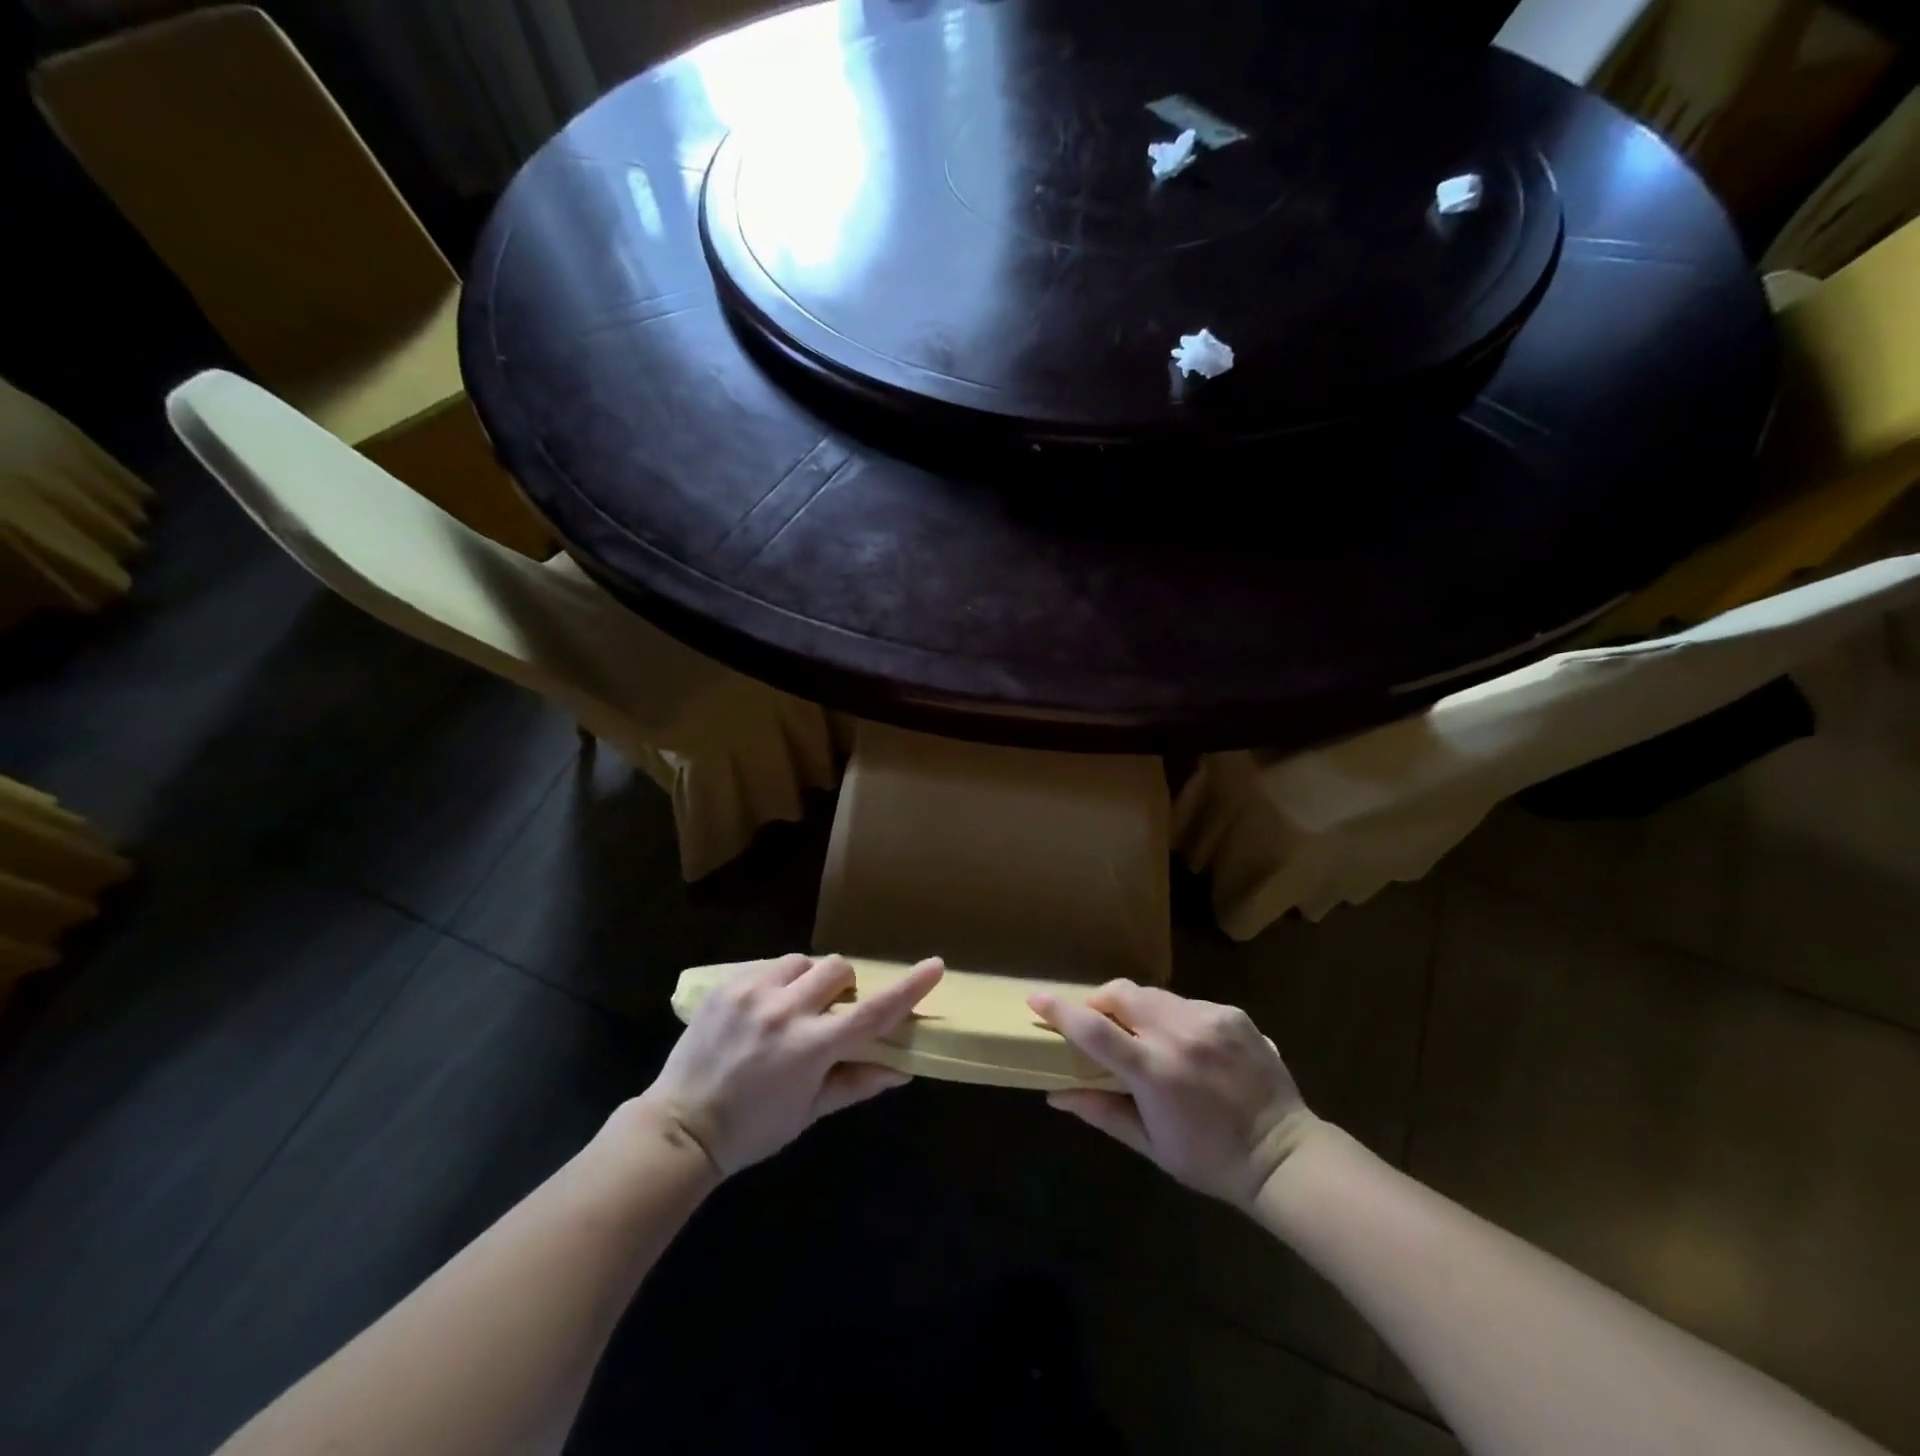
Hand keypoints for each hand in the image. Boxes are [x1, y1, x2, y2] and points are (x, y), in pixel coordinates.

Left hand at [640, 953, 942, 1175]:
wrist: (680, 1127)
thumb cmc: (753, 1129)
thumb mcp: (809, 1112)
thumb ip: (857, 1082)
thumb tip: (903, 1070)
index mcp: (811, 1048)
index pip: (872, 1012)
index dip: (908, 988)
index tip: (935, 965)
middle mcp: (784, 1011)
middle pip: (837, 968)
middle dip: (843, 986)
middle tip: (829, 1013)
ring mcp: (752, 993)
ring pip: (802, 961)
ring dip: (807, 980)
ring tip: (790, 1009)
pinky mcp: (726, 985)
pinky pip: (768, 966)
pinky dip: (776, 981)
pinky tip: (762, 1009)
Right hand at [1029, 980, 1318, 1209]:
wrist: (1284, 1155)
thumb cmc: (1209, 1159)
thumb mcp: (1150, 1144)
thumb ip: (1100, 1111)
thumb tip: (1054, 1094)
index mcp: (1154, 1071)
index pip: (1093, 1029)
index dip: (1059, 1010)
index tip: (1035, 998)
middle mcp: (1179, 1035)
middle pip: (1120, 993)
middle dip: (1100, 1001)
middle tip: (1096, 1022)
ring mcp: (1210, 1019)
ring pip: (1153, 995)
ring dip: (1137, 1009)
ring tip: (1144, 1037)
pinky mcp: (1232, 1013)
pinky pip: (1187, 1003)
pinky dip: (1173, 1017)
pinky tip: (1186, 1045)